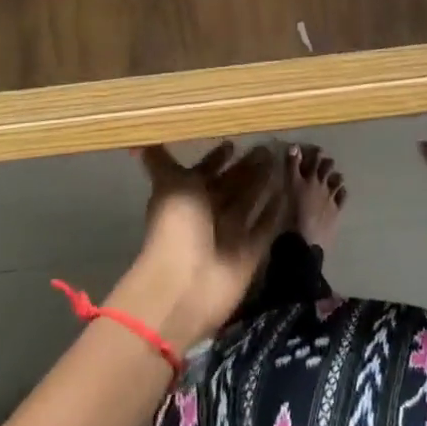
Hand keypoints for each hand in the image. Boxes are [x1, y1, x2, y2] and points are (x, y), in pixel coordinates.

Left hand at [109, 141, 283, 351]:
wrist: (185, 284)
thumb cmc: (176, 226)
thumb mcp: (168, 184)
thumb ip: (160, 161)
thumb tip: (137, 141)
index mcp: (188, 195)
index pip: (205, 171)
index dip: (217, 157)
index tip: (234, 141)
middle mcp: (209, 212)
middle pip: (231, 184)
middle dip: (247, 167)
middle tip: (268, 145)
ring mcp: (231, 232)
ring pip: (250, 201)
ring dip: (263, 183)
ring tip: (281, 159)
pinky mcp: (251, 251)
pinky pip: (266, 226)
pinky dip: (275, 210)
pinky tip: (288, 190)